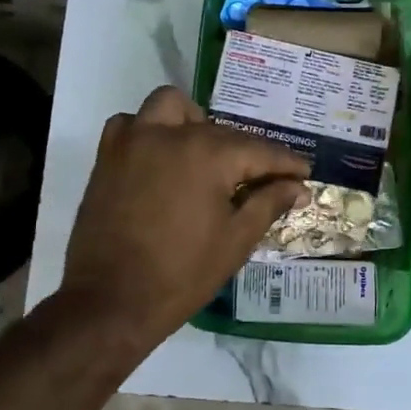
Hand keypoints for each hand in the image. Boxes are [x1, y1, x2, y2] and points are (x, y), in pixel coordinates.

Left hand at [61, 86, 308, 342]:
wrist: (110, 302)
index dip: (286, 163)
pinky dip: (148, 131)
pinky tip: (160, 158)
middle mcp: (171, 135)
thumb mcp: (235, 241)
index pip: (259, 150)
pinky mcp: (107, 156)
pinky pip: (130, 124)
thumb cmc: (181, 275)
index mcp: (208, 155)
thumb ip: (268, 204)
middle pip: (222, 131)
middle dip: (246, 152)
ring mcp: (133, 141)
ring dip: (194, 122)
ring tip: (205, 155)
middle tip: (261, 181)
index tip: (303, 173)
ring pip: (171, 107)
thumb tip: (297, 186)